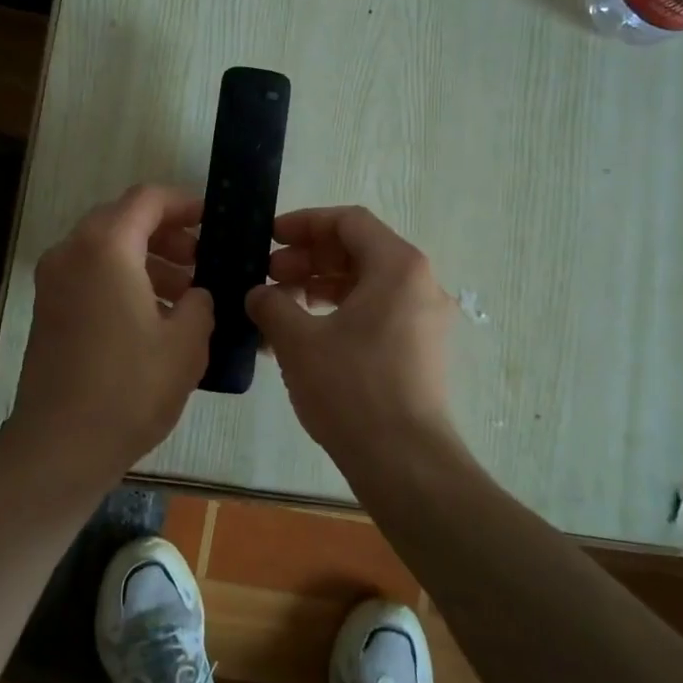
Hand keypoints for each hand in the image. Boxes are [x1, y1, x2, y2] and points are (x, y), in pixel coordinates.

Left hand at [6, 184, 213, 488]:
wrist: (60, 445)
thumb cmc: (130, 388)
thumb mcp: (186, 343)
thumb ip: (200, 304)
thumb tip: (197, 295)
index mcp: (105, 248)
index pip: (147, 199)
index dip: (184, 203)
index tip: (212, 221)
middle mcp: (71, 252)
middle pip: (123, 220)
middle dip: (166, 234)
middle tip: (201, 260)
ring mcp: (53, 281)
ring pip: (105, 249)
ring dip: (146, 260)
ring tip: (185, 294)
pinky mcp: (48, 309)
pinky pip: (90, 275)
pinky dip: (122, 279)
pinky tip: (154, 316)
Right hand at [245, 206, 458, 461]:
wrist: (405, 461)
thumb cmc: (351, 388)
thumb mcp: (298, 341)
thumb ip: (271, 304)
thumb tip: (258, 293)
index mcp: (398, 266)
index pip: (349, 221)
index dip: (304, 224)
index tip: (270, 238)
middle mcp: (420, 283)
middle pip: (358, 250)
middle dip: (308, 258)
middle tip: (268, 276)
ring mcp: (425, 318)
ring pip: (366, 283)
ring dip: (320, 286)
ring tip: (279, 306)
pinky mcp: (421, 350)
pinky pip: (376, 313)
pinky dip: (339, 313)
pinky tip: (303, 335)